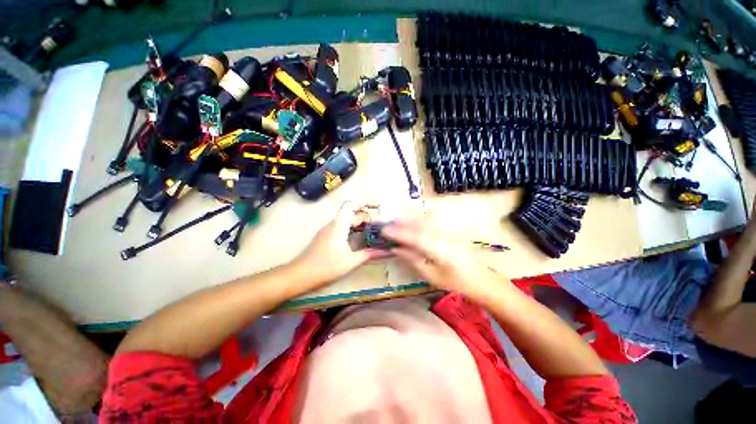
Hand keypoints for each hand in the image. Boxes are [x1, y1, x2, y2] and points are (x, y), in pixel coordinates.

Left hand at [294, 202, 387, 285]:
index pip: (351, 205)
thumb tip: (387, 252)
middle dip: (366, 217)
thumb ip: (369, 254)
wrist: (299, 276)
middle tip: (380, 226)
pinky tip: (361, 241)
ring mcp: (329, 231)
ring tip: (374, 233)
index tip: (377, 207)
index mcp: (339, 225)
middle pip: (351, 213)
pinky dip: (354, 231)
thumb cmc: (325, 267)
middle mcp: (334, 224)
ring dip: (360, 225)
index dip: (364, 202)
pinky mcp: (327, 238)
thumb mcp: (350, 261)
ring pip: (347, 221)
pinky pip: (343, 229)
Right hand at [381, 213, 507, 297]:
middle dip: (402, 222)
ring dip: (410, 216)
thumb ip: (413, 259)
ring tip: (396, 216)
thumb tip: (396, 248)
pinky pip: (434, 219)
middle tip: (387, 221)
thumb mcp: (432, 275)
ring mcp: (450, 231)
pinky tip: (414, 214)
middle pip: (421, 225)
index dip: (399, 233)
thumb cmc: (455, 282)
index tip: (384, 231)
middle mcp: (446, 237)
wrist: (481, 279)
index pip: (416, 238)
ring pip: (427, 219)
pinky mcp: (452, 229)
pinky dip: (421, 216)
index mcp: (441, 251)